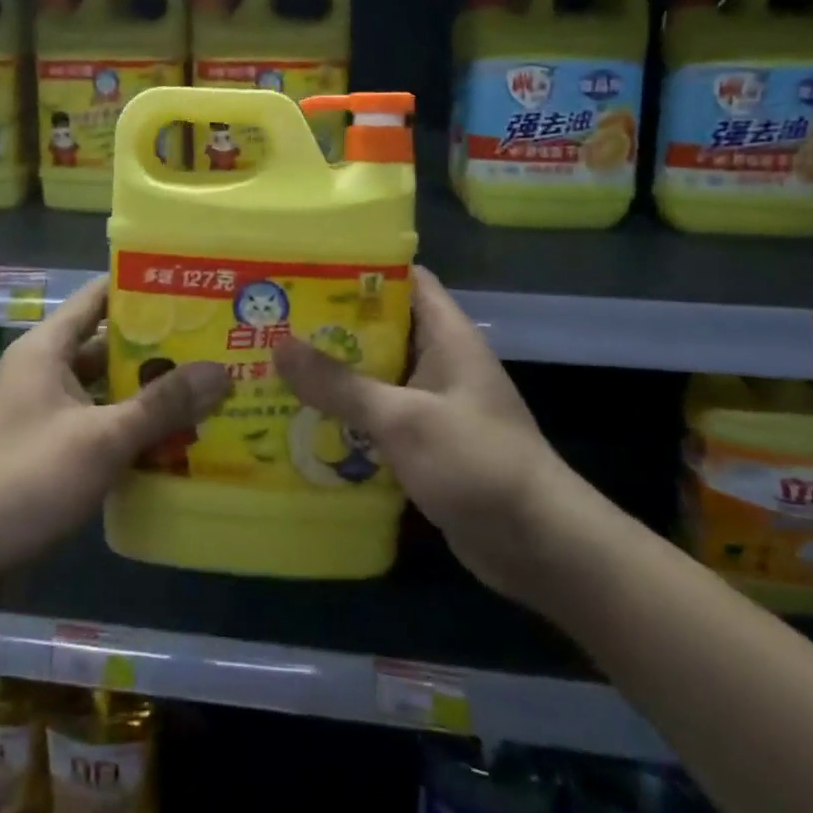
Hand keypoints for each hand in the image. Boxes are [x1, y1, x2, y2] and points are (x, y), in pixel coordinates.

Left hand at [0, 277, 229, 583]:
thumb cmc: (28, 477)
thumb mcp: (102, 439)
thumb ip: (162, 405)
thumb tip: (222, 372)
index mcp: (47, 348)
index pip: (98, 297)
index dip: (142, 289)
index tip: (191, 290)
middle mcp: (45, 370)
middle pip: (109, 346)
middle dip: (159, 349)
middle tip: (214, 345)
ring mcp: (46, 411)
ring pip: (107, 390)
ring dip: (148, 394)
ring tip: (206, 391)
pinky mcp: (49, 448)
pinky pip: (98, 424)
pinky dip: (130, 428)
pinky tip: (174, 439)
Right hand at [272, 267, 609, 604]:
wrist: (537, 544)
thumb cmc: (476, 461)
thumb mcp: (403, 418)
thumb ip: (340, 385)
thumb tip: (278, 346)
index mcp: (445, 334)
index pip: (403, 278)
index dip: (357, 268)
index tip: (305, 268)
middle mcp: (439, 360)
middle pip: (379, 327)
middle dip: (330, 326)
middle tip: (274, 321)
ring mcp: (433, 403)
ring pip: (375, 375)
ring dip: (333, 376)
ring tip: (274, 367)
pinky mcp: (425, 443)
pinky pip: (378, 418)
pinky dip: (347, 417)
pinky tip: (302, 422)